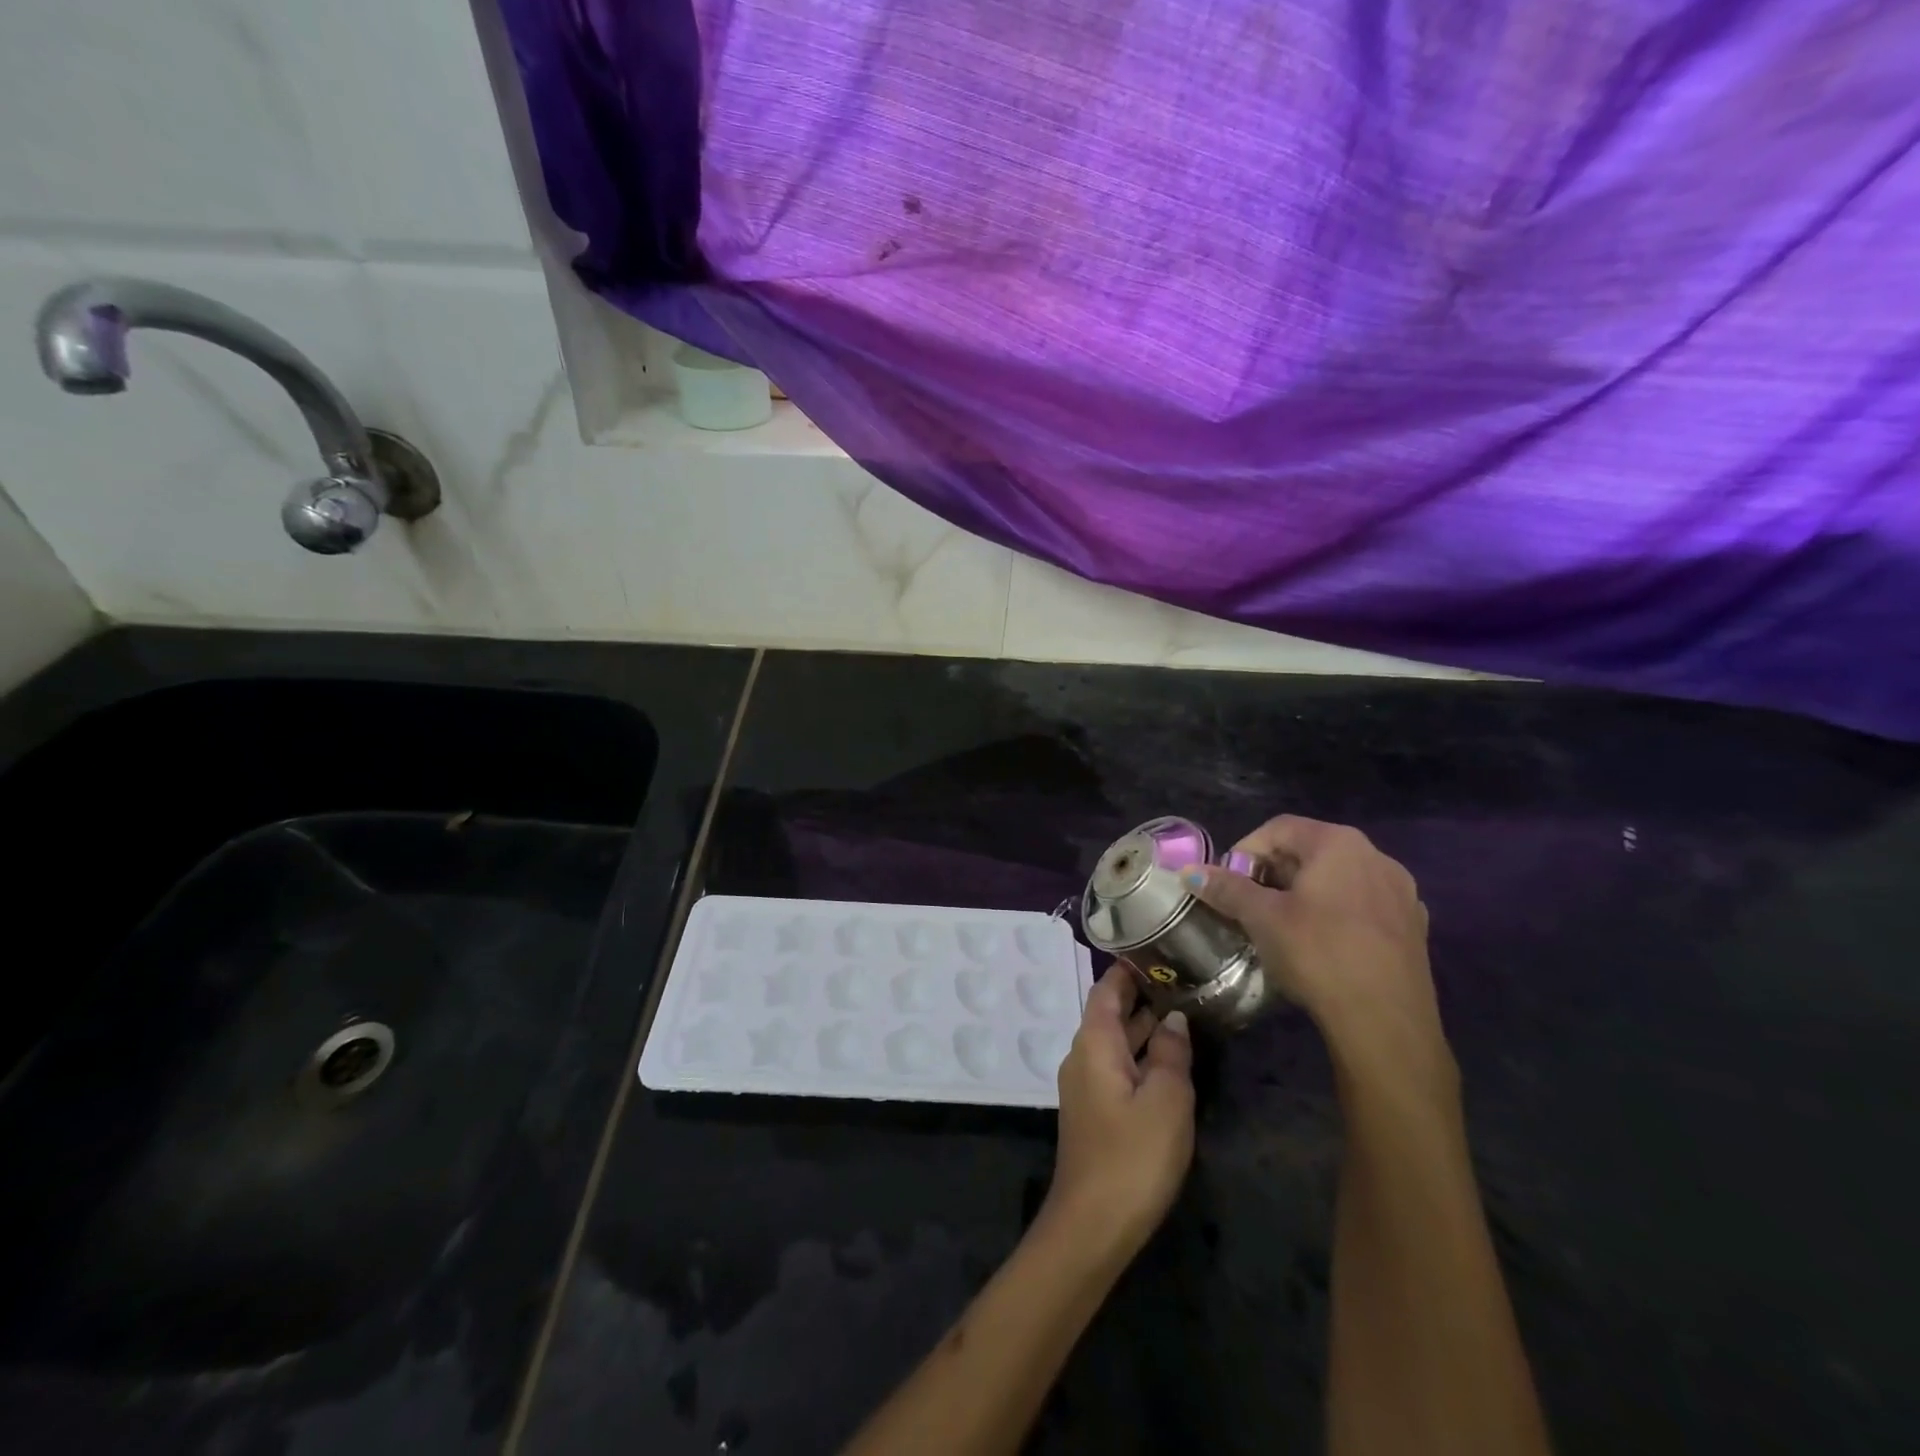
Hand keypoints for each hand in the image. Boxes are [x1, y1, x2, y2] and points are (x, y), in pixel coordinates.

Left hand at [1042, 964, 1194, 1260]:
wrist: (1092, 1224)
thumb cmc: (1132, 1156)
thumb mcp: (1166, 1100)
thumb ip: (1171, 1053)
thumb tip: (1173, 1018)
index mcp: (1094, 1042)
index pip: (1108, 989)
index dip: (1130, 969)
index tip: (1160, 949)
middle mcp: (1083, 1055)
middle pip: (1110, 1013)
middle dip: (1143, 995)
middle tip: (1185, 978)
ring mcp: (1087, 1085)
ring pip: (1117, 1042)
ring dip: (1146, 1027)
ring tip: (1186, 1010)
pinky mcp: (1095, 1111)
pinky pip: (1118, 1067)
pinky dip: (1142, 1055)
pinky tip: (1171, 1060)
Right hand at [1186, 815, 1454, 1098]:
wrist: (1387, 1023)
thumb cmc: (1318, 954)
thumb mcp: (1262, 918)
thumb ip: (1227, 889)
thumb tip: (1189, 872)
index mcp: (1338, 843)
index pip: (1278, 828)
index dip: (1245, 851)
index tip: (1228, 883)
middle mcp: (1375, 855)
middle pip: (1310, 850)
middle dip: (1273, 872)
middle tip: (1249, 904)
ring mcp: (1401, 891)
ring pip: (1338, 878)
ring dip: (1304, 892)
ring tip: (1283, 925)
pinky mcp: (1413, 926)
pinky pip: (1362, 904)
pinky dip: (1336, 912)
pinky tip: (1324, 944)